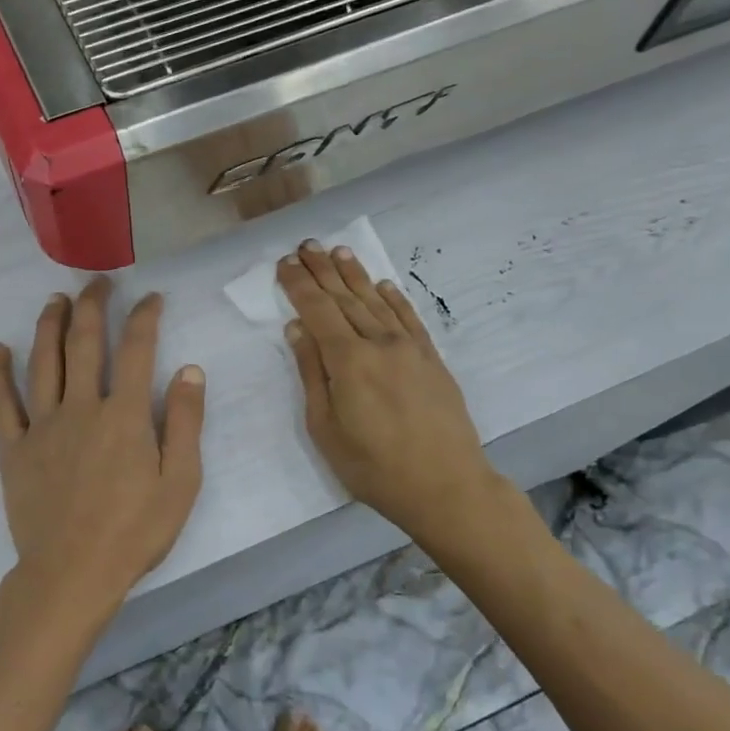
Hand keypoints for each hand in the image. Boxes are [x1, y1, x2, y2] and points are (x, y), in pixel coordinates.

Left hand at [0, 278, 205, 633]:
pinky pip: (1, 402)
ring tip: (55, 300)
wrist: (72, 574)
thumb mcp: (180, 483)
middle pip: (83, 342)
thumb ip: (186, 424)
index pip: (136, 350)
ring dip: (48, 324)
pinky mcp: (14, 447)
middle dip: (92, 305)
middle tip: (98, 283)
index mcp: (125, 415)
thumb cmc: (134, 532)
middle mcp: (81, 407)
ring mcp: (42, 425)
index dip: (144, 317)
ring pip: (42, 361)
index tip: (150, 297)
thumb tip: (189, 370)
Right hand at [278, 241, 499, 546]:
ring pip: (376, 302)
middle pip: (345, 298)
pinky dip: (394, 298)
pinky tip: (382, 285)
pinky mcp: (432, 359)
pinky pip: (409, 318)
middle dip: (322, 270)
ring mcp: (410, 348)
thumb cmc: (373, 466)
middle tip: (306, 245)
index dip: (298, 285)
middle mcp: (379, 343)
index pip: (318, 310)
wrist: (445, 485)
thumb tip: (298, 329)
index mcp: (348, 360)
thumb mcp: (326, 428)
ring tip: (338, 252)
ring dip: (355, 275)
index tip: (284, 263)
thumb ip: (312, 374)